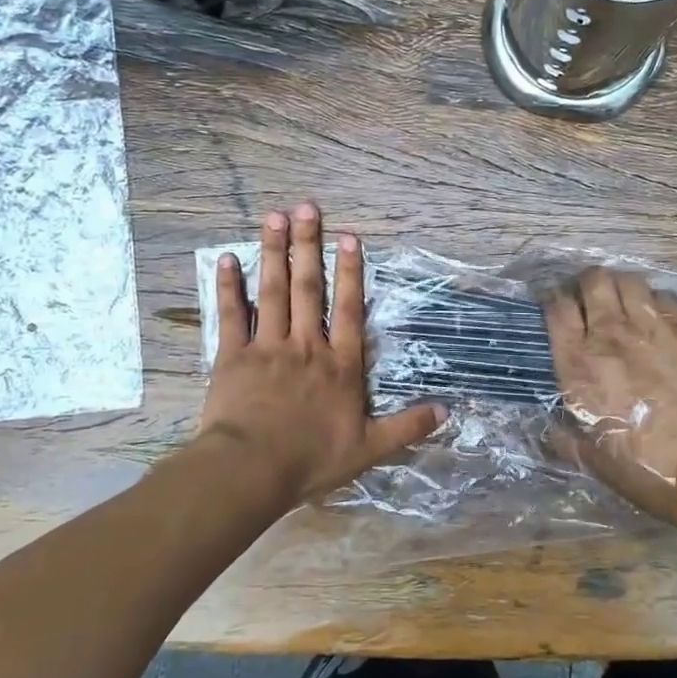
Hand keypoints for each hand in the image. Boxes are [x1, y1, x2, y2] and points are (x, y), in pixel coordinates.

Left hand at [200, 201, 444, 503]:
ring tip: (274, 217)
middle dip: (308, 245)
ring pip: (272, 291)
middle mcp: (307, 345)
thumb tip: (448, 411)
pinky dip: (229, 286)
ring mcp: (268, 347)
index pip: (349, 309)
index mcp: (340, 364)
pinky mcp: (233, 356)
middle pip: (308, 287)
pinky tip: (228, 258)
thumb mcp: (370, 448)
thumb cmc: (312, 459)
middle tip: (306, 208)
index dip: (350, 272)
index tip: (348, 237)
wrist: (252, 469)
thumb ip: (408, 426)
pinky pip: (230, 315)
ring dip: (274, 252)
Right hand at [543, 267, 676, 521]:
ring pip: (629, 280)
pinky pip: (665, 297)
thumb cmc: (640, 467)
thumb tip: (552, 426)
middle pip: (593, 280)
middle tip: (591, 300)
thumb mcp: (587, 456)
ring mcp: (651, 328)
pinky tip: (657, 317)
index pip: (557, 307)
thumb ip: (562, 435)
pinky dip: (656, 301)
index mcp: (578, 363)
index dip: (553, 299)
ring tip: (624, 303)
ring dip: (621, 287)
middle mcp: (610, 335)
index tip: (557, 305)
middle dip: (587, 284)